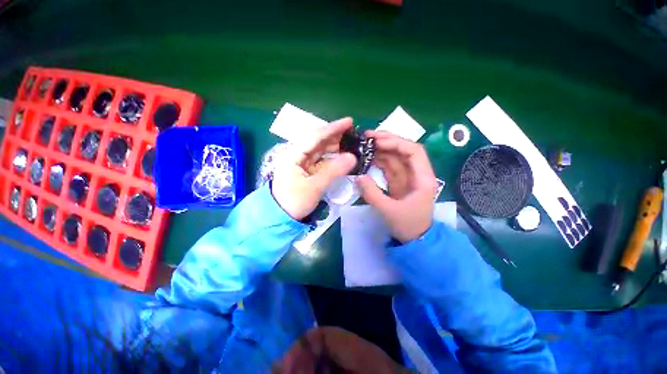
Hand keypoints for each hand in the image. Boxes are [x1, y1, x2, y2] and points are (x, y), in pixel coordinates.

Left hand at [272, 118, 357, 219]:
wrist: (280, 217)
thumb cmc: (294, 202)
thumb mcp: (315, 187)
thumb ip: (334, 170)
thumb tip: (352, 157)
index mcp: (293, 155)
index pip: (315, 136)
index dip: (332, 128)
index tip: (349, 122)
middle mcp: (295, 154)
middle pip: (317, 141)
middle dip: (334, 136)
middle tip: (352, 133)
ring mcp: (300, 162)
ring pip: (319, 150)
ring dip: (333, 146)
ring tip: (349, 142)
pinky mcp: (304, 170)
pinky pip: (319, 160)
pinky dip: (330, 157)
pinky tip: (340, 155)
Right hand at [357, 131, 437, 242]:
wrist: (414, 239)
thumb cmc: (407, 226)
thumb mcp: (389, 211)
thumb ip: (372, 194)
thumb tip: (358, 176)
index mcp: (423, 178)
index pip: (414, 151)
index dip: (396, 142)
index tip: (377, 141)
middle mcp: (416, 173)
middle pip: (404, 150)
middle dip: (387, 141)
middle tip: (367, 136)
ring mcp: (406, 177)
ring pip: (395, 157)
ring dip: (380, 149)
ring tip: (364, 143)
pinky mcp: (398, 181)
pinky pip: (388, 166)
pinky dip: (378, 160)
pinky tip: (368, 156)